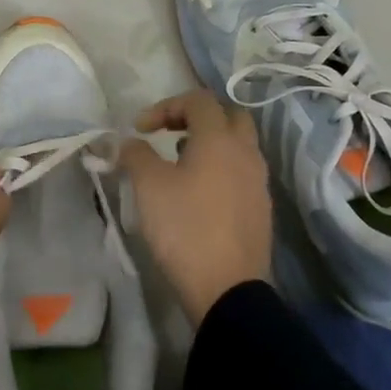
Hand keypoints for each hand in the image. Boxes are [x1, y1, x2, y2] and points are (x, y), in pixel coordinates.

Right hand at [117, 90, 272, 324]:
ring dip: (209, 143)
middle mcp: (246, 153)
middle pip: (228, 116)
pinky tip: (198, 192)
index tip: (141, 130)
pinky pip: (242, 171)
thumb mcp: (148, 186)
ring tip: (179, 163)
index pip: (198, 100)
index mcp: (220, 139)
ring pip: (238, 145)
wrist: (227, 289)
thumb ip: (136, 155)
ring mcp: (259, 181)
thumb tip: (129, 142)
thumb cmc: (185, 228)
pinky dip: (220, 167)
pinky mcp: (261, 208)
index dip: (166, 106)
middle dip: (196, 117)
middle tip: (169, 133)